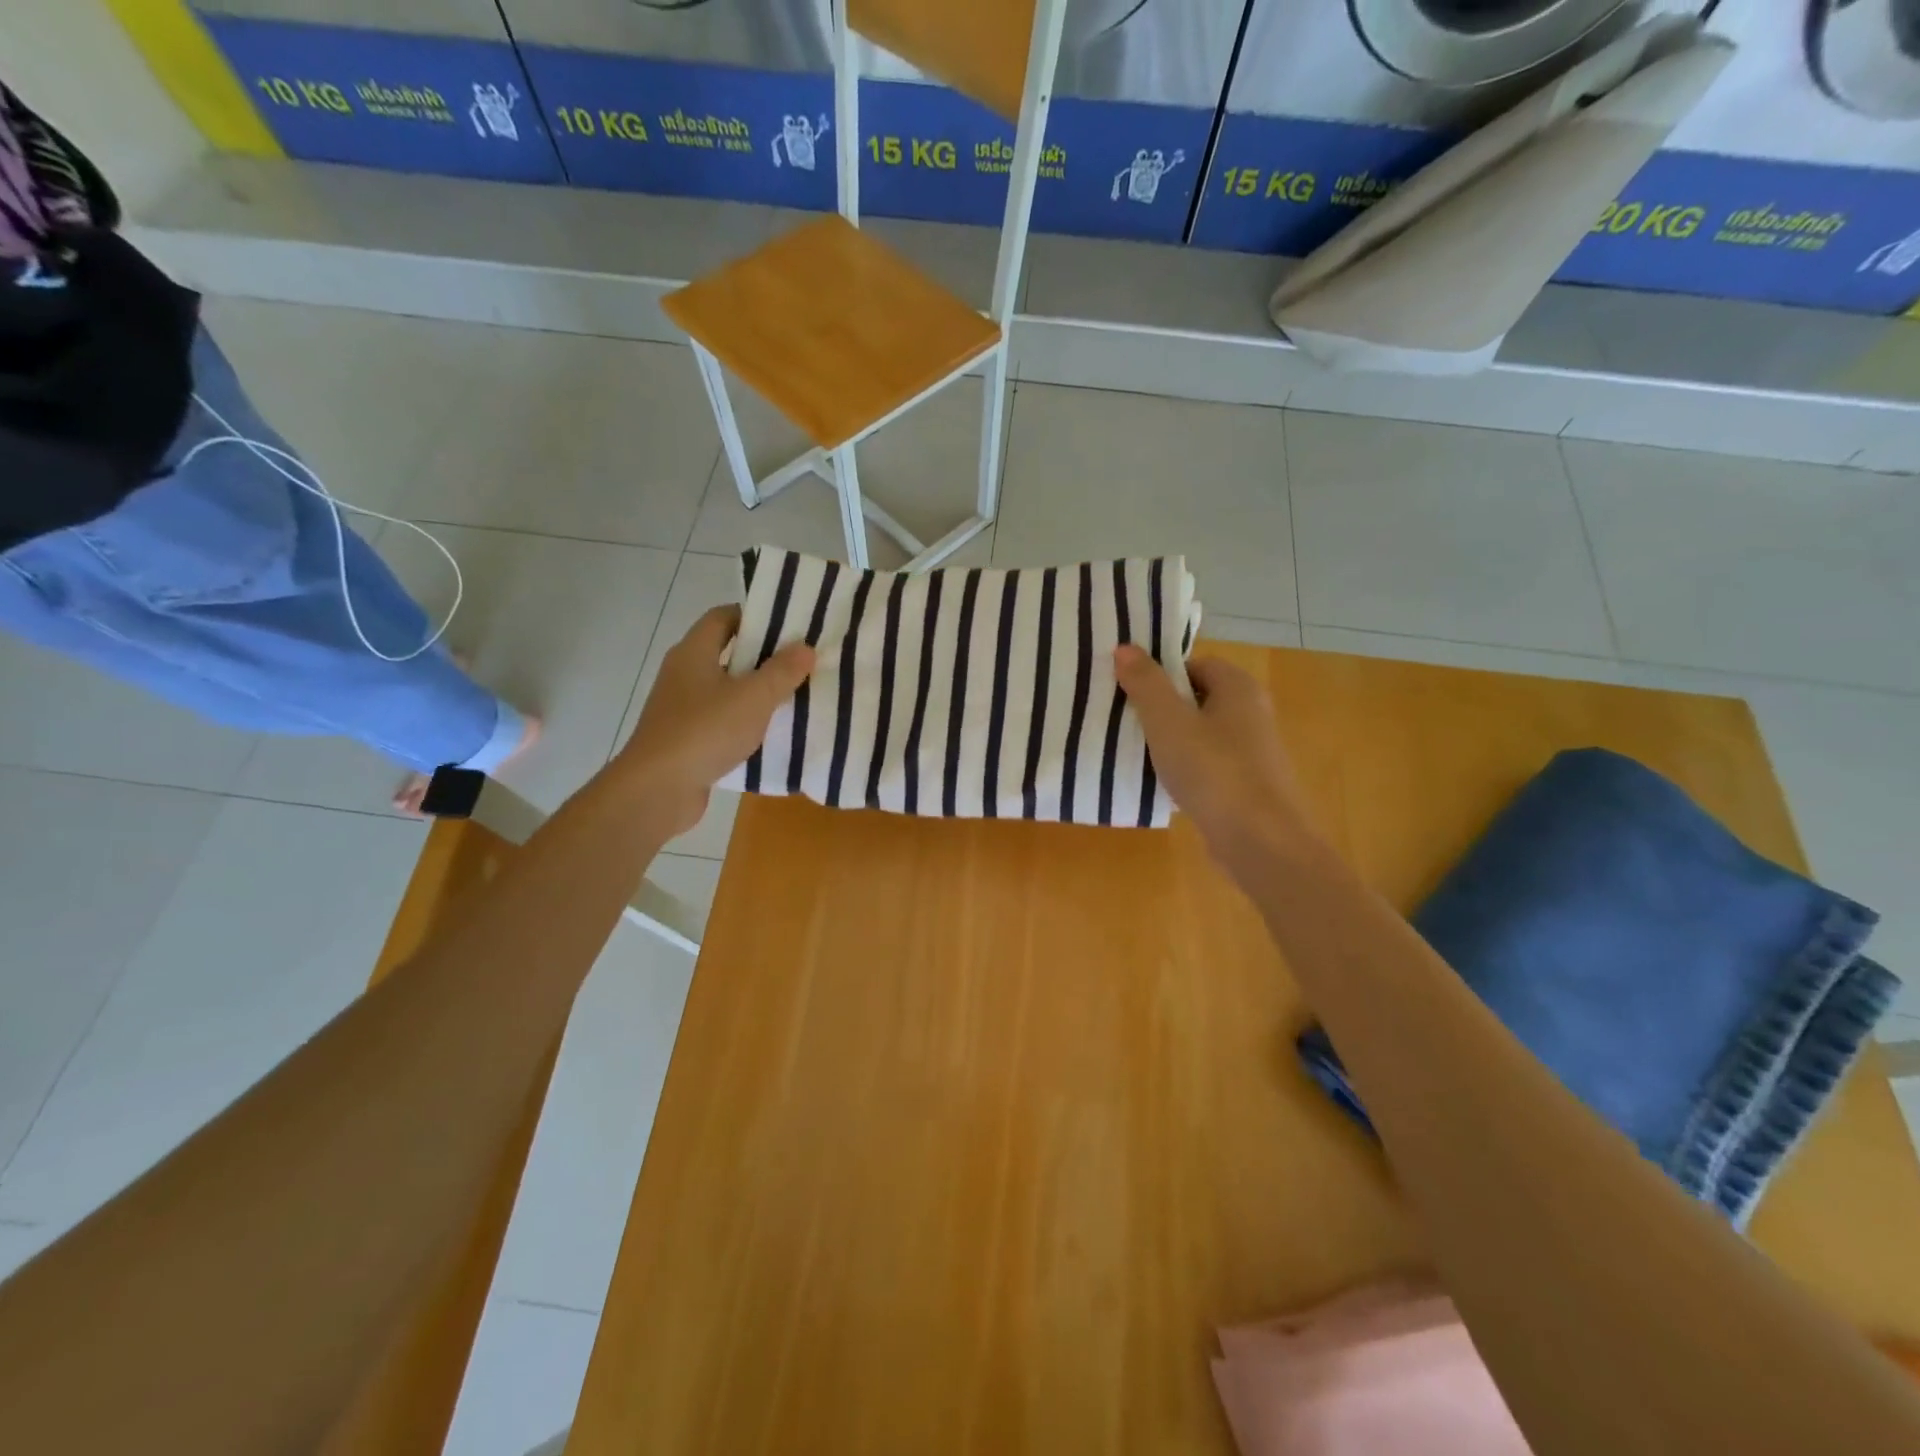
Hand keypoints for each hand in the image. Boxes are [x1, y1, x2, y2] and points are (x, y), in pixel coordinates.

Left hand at [617, 605, 813, 835]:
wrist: (657, 790)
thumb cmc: (705, 731)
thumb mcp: (753, 697)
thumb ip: (782, 671)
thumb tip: (805, 647)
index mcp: (694, 652)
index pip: (723, 617)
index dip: (755, 616)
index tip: (789, 626)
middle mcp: (684, 674)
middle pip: (727, 653)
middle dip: (764, 657)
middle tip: (802, 662)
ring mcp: (682, 708)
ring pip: (726, 690)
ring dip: (756, 692)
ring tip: (795, 696)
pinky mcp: (686, 739)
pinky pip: (722, 720)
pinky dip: (745, 722)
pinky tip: (771, 733)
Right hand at [1114, 645, 1320, 881]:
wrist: (1261, 843)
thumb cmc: (1214, 772)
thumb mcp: (1169, 722)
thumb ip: (1145, 683)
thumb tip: (1124, 647)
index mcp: (1238, 688)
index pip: (1193, 663)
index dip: (1158, 674)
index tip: (1126, 690)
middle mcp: (1250, 712)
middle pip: (1195, 697)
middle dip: (1159, 707)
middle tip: (1121, 719)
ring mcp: (1250, 751)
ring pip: (1198, 733)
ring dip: (1168, 740)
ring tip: (1131, 750)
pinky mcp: (1245, 784)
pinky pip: (1205, 764)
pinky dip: (1182, 768)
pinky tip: (1158, 783)